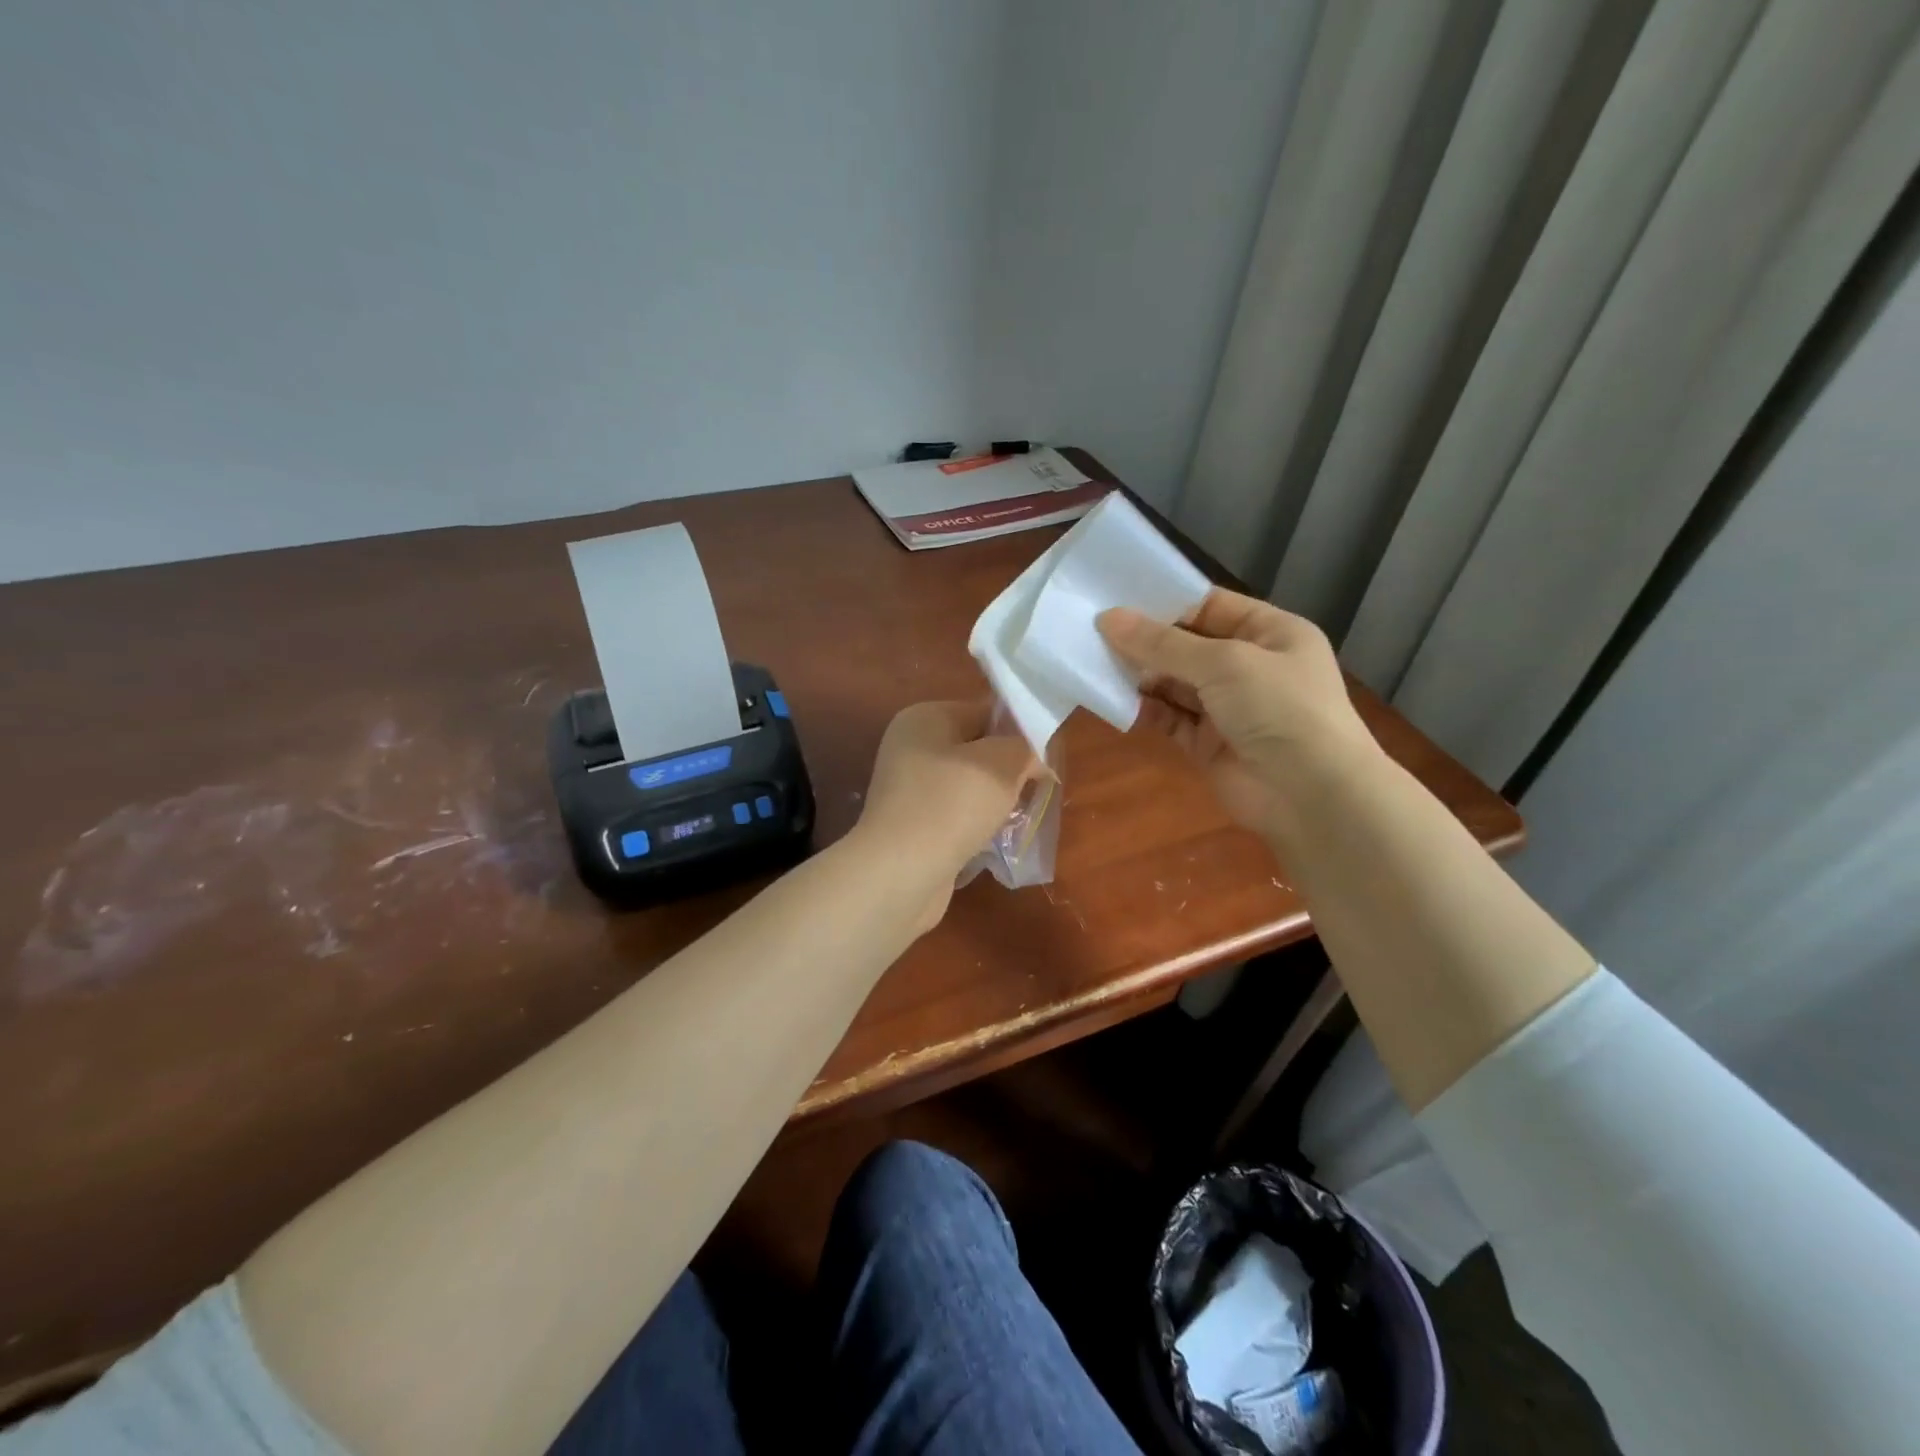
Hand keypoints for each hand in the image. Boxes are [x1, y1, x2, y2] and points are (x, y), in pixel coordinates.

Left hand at [852, 700, 1038, 930]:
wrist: (901, 873)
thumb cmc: (951, 805)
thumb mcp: (1002, 763)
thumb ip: (1024, 747)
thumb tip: (1032, 756)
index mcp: (924, 717)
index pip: (984, 711)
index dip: (1018, 731)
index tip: (1044, 758)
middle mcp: (910, 747)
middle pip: (976, 749)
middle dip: (1008, 769)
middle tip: (1035, 789)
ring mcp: (907, 789)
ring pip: (968, 785)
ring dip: (995, 800)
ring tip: (1018, 816)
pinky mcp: (911, 825)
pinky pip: (955, 815)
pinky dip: (976, 825)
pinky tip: (994, 840)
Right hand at [1097, 589, 1377, 833]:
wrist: (1312, 795)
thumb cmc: (1280, 709)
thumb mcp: (1225, 663)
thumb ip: (1164, 644)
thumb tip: (1108, 618)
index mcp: (1270, 632)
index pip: (1210, 607)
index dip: (1166, 602)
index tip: (1116, 598)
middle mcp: (1250, 666)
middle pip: (1187, 645)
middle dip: (1146, 641)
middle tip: (1094, 631)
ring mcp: (1229, 707)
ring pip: (1175, 683)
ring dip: (1141, 675)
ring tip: (1097, 663)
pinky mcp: (1208, 743)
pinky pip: (1170, 718)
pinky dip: (1146, 709)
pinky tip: (1117, 701)